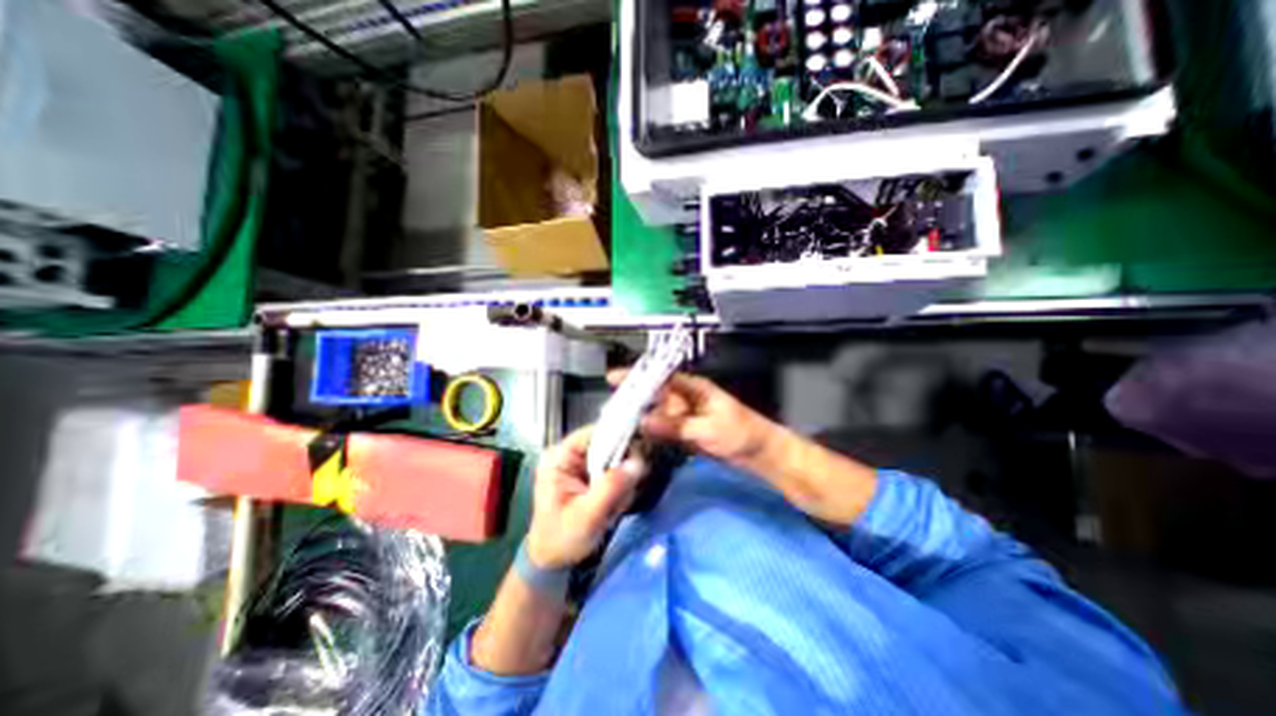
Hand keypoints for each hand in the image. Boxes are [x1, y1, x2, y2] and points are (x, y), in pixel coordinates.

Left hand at [524, 424, 642, 570]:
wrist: (553, 563)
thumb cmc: (562, 540)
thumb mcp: (586, 516)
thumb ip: (611, 487)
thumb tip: (637, 462)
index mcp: (560, 457)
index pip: (595, 433)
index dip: (618, 438)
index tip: (636, 457)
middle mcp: (571, 455)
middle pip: (608, 444)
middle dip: (620, 469)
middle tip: (622, 495)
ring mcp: (581, 465)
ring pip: (616, 459)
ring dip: (622, 483)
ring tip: (614, 507)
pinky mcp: (591, 476)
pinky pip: (615, 472)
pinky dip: (620, 489)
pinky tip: (613, 507)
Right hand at [608, 371, 778, 466]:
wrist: (760, 453)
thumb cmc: (740, 433)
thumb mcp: (708, 429)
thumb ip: (675, 425)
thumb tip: (644, 421)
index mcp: (693, 388)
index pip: (661, 378)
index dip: (638, 377)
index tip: (615, 378)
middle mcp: (686, 398)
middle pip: (655, 395)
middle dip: (634, 399)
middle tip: (610, 407)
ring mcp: (685, 416)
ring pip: (657, 413)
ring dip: (640, 417)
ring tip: (617, 423)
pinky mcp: (686, 432)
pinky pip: (664, 429)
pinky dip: (651, 432)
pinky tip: (636, 437)